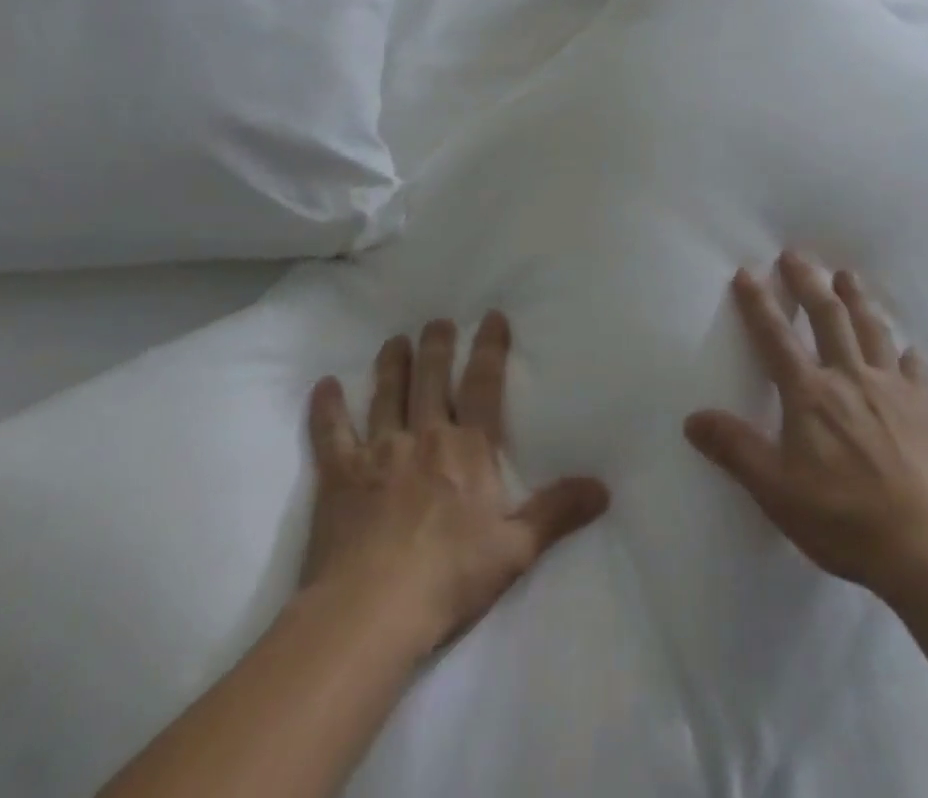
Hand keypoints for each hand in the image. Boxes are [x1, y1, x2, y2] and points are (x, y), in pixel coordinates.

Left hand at [301, 313, 609, 653]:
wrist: (370, 611)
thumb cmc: (449, 576)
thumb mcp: (516, 548)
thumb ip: (558, 512)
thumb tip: (604, 488)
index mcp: (469, 449)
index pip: (483, 384)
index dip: (489, 348)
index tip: (491, 317)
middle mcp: (425, 437)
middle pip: (431, 378)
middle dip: (436, 346)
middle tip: (437, 321)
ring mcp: (379, 452)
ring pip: (387, 395)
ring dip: (391, 365)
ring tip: (394, 340)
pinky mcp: (340, 476)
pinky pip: (331, 433)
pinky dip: (327, 409)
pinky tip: (324, 386)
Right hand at [684, 251, 927, 595]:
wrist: (927, 542)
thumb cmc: (843, 518)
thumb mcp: (776, 491)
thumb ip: (736, 450)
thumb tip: (692, 418)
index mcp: (810, 394)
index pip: (776, 337)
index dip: (759, 303)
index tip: (747, 272)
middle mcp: (850, 376)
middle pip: (828, 316)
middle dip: (808, 282)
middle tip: (796, 254)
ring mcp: (892, 387)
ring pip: (872, 329)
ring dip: (857, 299)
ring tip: (847, 275)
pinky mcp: (926, 406)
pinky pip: (915, 368)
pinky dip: (907, 353)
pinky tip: (907, 348)